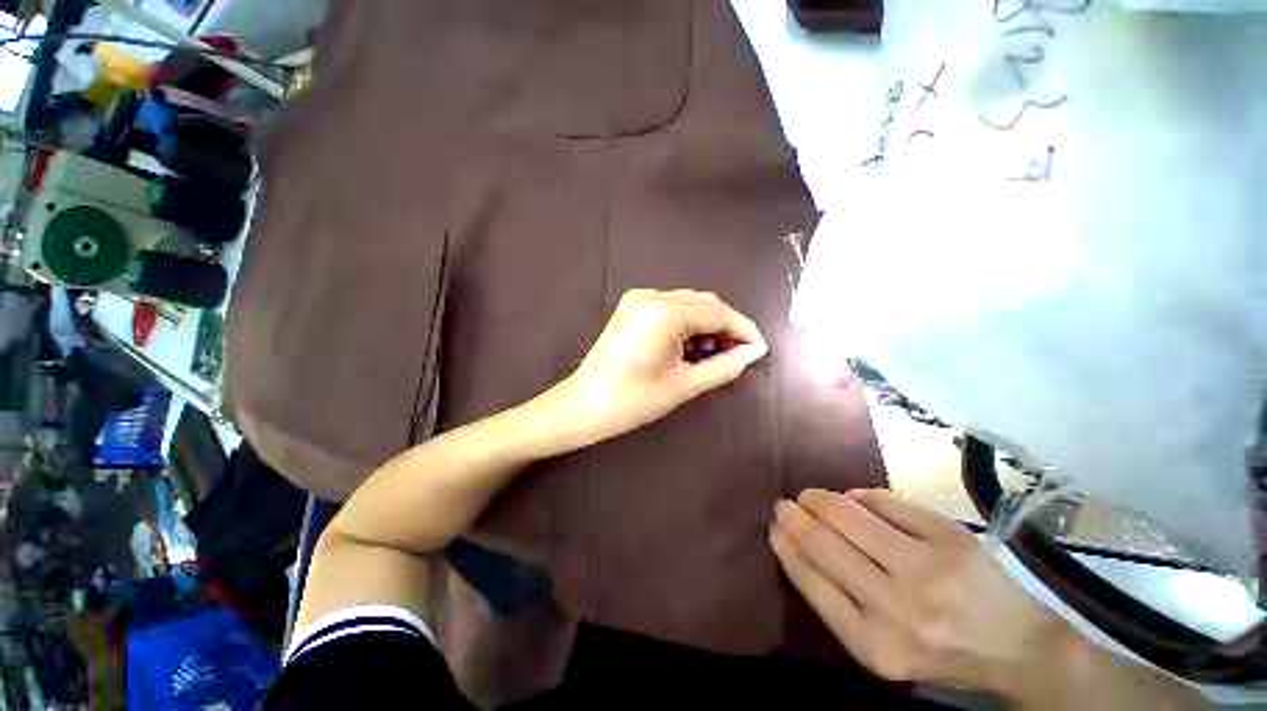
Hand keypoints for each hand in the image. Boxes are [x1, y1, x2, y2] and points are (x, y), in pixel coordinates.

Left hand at [556, 289, 767, 444]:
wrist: (584, 405)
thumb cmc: (633, 400)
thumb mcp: (684, 385)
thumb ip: (724, 366)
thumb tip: (754, 353)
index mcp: (666, 312)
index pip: (719, 312)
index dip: (744, 330)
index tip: (759, 351)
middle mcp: (652, 296)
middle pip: (705, 304)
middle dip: (726, 328)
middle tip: (737, 357)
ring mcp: (639, 299)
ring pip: (688, 305)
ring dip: (706, 327)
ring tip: (712, 357)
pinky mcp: (632, 308)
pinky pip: (671, 309)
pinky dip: (687, 325)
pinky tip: (689, 349)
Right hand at [770, 489, 1069, 695]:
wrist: (1017, 647)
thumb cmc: (937, 648)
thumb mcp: (879, 646)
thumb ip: (835, 599)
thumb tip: (796, 539)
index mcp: (874, 644)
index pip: (811, 581)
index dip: (786, 547)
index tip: (773, 527)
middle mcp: (897, 609)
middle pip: (825, 543)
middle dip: (796, 516)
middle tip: (785, 504)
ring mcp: (927, 569)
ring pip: (848, 515)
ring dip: (820, 499)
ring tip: (810, 496)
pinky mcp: (950, 538)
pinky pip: (885, 502)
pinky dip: (860, 495)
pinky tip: (852, 497)